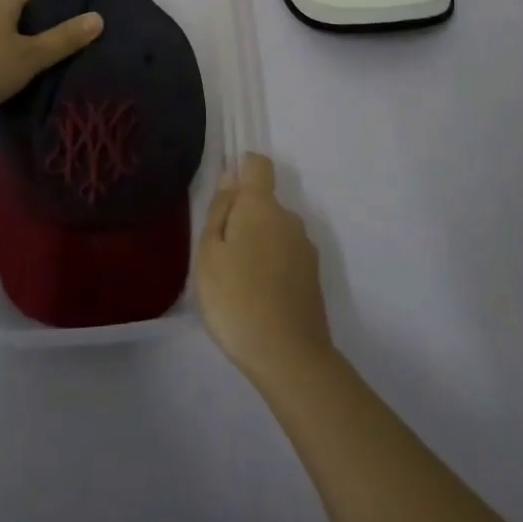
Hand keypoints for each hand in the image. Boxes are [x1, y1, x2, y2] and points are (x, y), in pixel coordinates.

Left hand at [0, 0, 103, 134]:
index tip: (76, 26)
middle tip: (67, 49)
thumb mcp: (31, 55)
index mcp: (1, 2)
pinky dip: (5, 60)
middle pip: (21, 14)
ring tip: (46, 67)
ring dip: (21, 46)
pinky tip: (16, 79)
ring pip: (4, 34)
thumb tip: (98, 17)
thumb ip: (65, 38)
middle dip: (42, 28)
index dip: (58, 8)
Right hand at [197, 152, 333, 389]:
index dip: (242, 168)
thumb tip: (231, 176)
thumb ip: (220, 210)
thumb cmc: (236, 299)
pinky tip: (258, 296)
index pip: (258, 164)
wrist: (289, 356)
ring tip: (237, 280)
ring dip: (258, 243)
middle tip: (220, 254)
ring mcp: (305, 248)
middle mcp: (289, 218)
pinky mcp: (313, 276)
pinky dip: (272, 265)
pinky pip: (286, 256)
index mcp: (262, 206)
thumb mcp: (209, 253)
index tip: (225, 195)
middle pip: (264, 202)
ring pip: (276, 231)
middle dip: (244, 217)